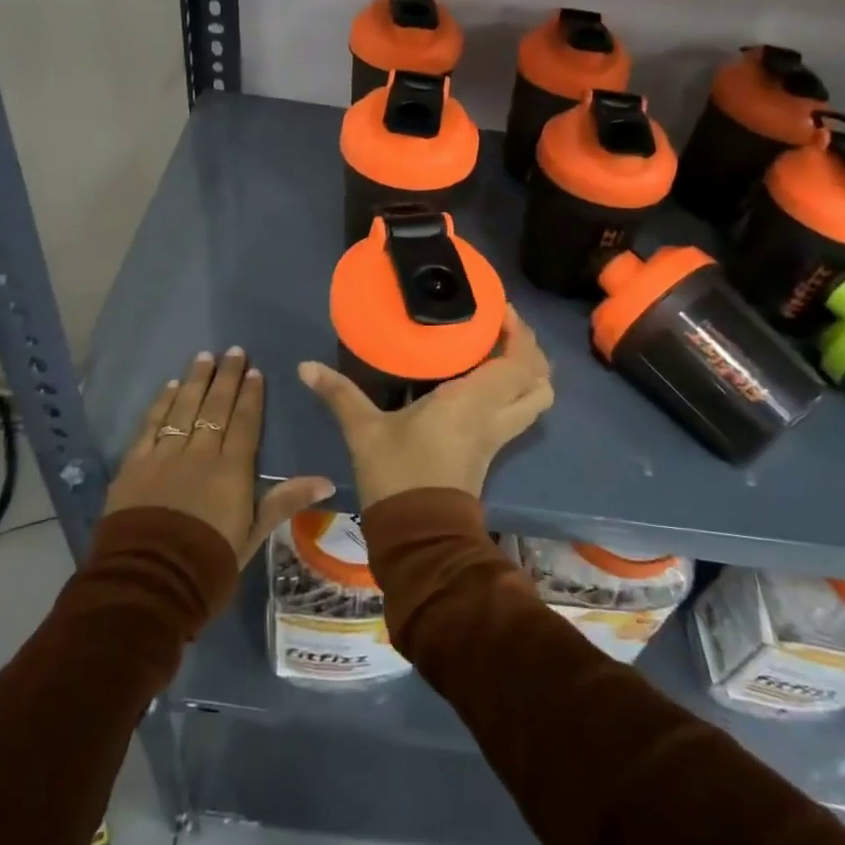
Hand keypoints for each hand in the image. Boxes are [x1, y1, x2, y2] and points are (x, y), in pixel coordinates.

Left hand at [106, 348, 333, 566]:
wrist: (149, 582)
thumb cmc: (208, 563)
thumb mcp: (252, 536)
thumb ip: (285, 501)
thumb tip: (327, 481)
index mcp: (231, 470)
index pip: (244, 422)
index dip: (250, 395)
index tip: (254, 370)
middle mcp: (199, 453)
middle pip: (214, 407)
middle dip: (225, 377)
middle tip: (232, 351)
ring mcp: (164, 456)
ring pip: (183, 408)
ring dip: (195, 381)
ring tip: (204, 356)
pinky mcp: (134, 465)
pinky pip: (151, 425)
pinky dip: (162, 404)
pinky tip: (170, 387)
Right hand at [298, 306, 552, 507]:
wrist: (418, 535)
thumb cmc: (397, 474)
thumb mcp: (364, 430)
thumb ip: (339, 393)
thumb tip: (305, 367)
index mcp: (472, 401)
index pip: (518, 361)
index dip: (520, 333)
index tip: (501, 310)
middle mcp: (495, 415)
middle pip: (540, 379)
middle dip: (530, 349)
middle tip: (503, 328)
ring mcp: (498, 436)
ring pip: (537, 400)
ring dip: (530, 373)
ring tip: (502, 352)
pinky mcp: (492, 451)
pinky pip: (520, 412)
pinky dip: (516, 391)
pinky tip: (486, 382)